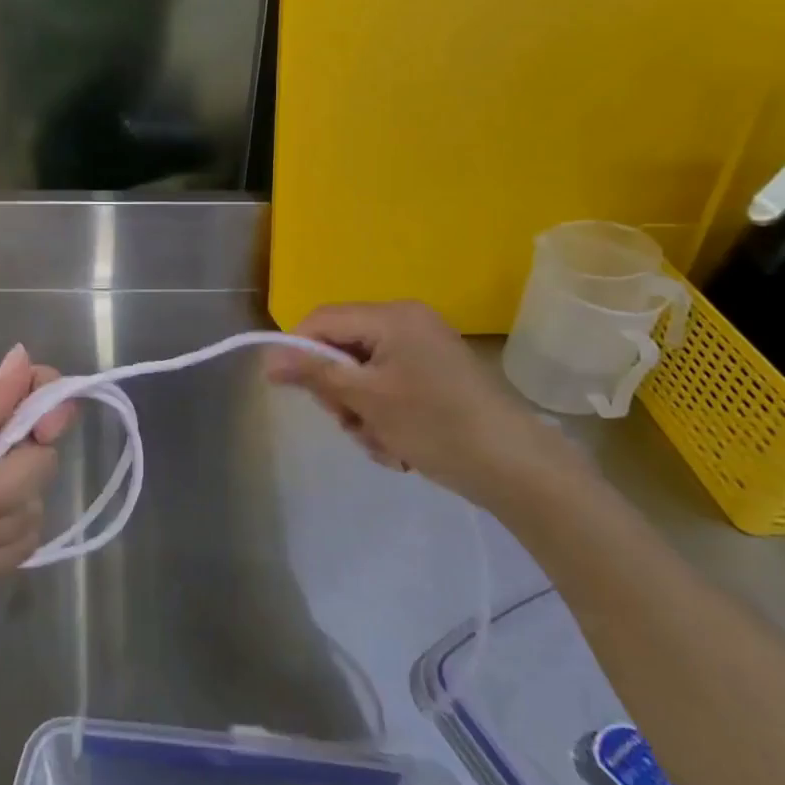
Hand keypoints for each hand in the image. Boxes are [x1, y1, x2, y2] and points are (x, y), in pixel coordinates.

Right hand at [266, 301, 579, 510]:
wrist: (517, 468)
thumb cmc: (436, 425)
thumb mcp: (367, 399)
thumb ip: (315, 372)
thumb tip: (267, 358)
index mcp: (392, 316)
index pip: (322, 319)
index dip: (298, 350)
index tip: (287, 389)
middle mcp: (407, 322)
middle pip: (342, 348)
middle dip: (339, 392)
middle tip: (352, 424)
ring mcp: (423, 350)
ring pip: (362, 375)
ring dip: (362, 413)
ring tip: (384, 444)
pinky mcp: (435, 376)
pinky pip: (388, 387)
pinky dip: (384, 417)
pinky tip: (400, 447)